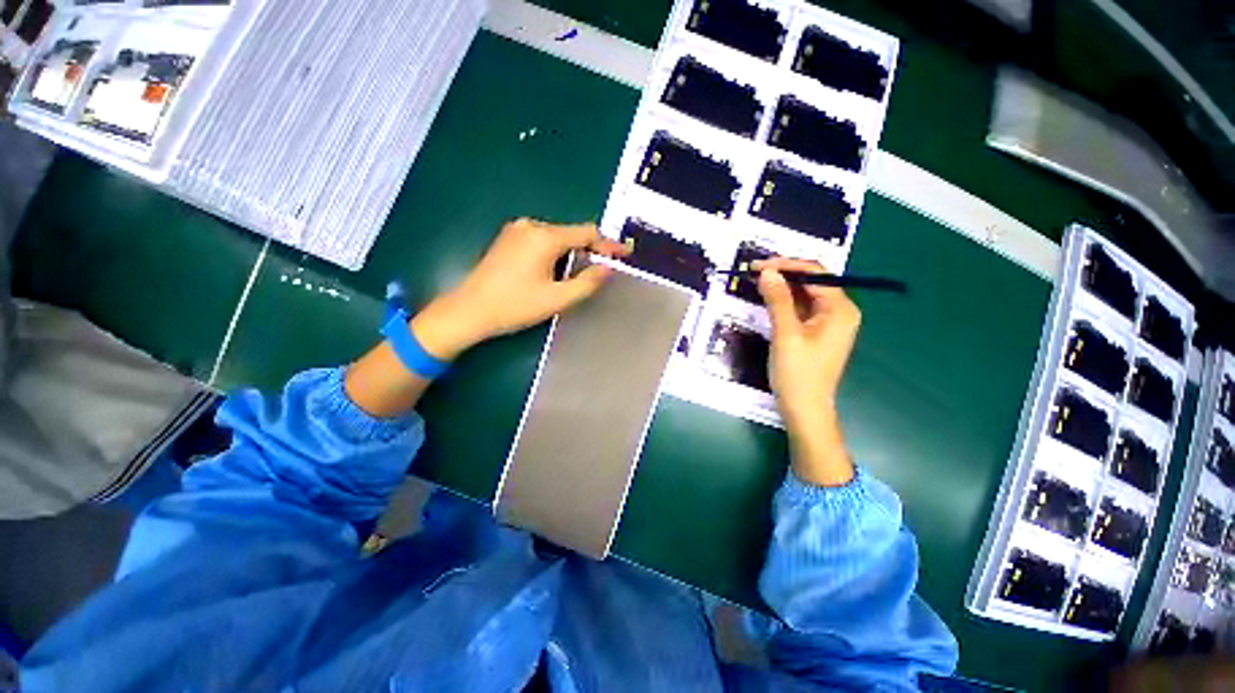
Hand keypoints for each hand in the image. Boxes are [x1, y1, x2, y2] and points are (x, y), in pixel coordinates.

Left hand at [411, 219, 627, 359]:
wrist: (469, 310)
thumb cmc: (515, 306)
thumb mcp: (557, 298)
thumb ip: (587, 282)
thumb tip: (608, 268)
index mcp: (544, 237)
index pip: (587, 233)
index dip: (608, 244)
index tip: (625, 253)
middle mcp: (531, 226)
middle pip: (571, 233)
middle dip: (590, 250)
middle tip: (604, 269)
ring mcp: (516, 230)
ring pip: (556, 237)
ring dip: (572, 253)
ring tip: (580, 274)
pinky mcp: (508, 239)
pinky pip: (541, 240)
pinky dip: (555, 252)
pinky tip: (556, 270)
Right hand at [757, 257, 861, 486]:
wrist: (804, 408)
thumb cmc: (798, 373)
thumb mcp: (785, 333)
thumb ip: (778, 300)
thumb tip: (768, 272)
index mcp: (840, 309)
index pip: (815, 274)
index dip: (787, 265)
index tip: (758, 266)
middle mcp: (839, 311)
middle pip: (811, 282)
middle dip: (783, 274)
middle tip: (753, 273)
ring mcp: (828, 322)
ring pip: (804, 295)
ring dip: (781, 288)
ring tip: (756, 283)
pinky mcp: (816, 332)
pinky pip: (801, 308)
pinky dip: (784, 302)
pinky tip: (767, 300)